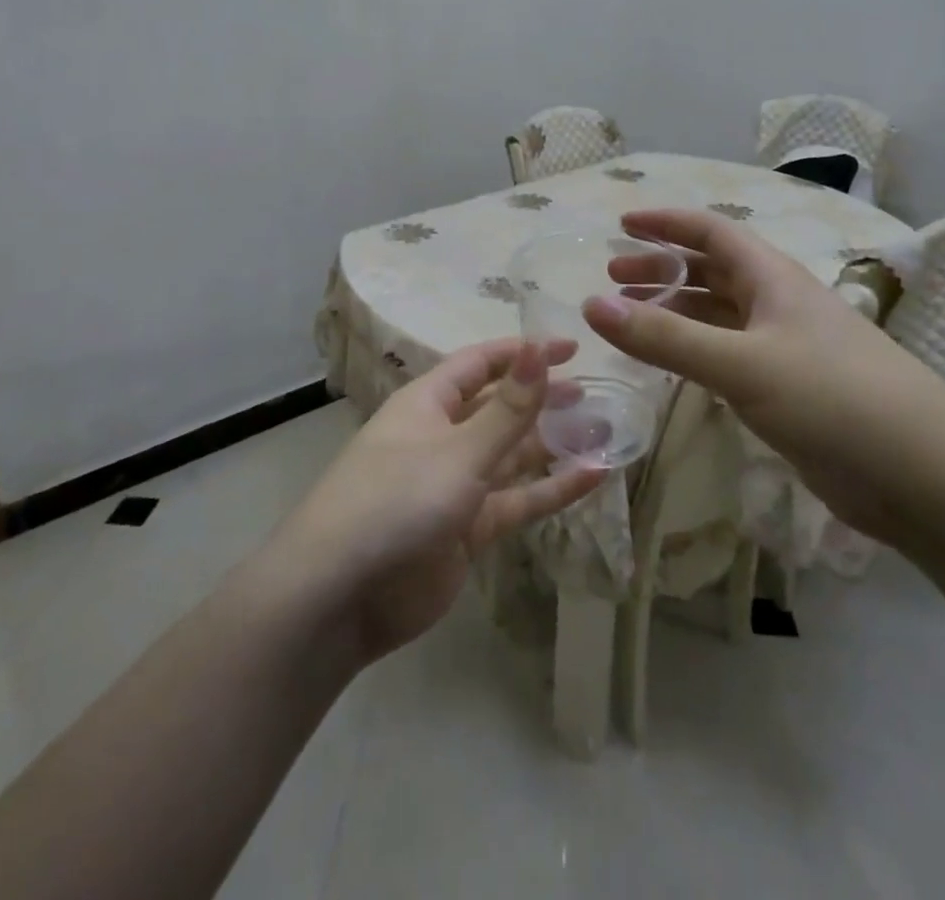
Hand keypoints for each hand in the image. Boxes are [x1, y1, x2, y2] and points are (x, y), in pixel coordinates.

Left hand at [269, 340, 605, 663]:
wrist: (340, 596)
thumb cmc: (396, 500)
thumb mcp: (458, 450)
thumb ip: (508, 408)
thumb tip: (539, 348)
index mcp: (429, 403)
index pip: (481, 364)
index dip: (523, 353)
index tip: (571, 348)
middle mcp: (442, 436)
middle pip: (500, 407)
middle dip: (542, 398)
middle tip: (593, 392)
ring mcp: (455, 485)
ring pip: (512, 455)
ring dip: (554, 444)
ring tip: (604, 430)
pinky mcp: (467, 530)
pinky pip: (515, 501)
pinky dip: (551, 490)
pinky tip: (593, 478)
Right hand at [588, 208, 944, 545]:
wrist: (924, 476)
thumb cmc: (833, 399)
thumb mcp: (742, 364)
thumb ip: (665, 338)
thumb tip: (592, 306)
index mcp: (773, 279)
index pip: (712, 232)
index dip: (667, 223)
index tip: (623, 223)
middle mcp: (777, 304)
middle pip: (711, 271)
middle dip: (662, 269)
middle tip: (613, 278)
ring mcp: (784, 348)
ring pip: (718, 316)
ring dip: (674, 311)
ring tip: (629, 320)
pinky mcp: (787, 391)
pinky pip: (728, 356)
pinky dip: (693, 352)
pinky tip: (671, 365)